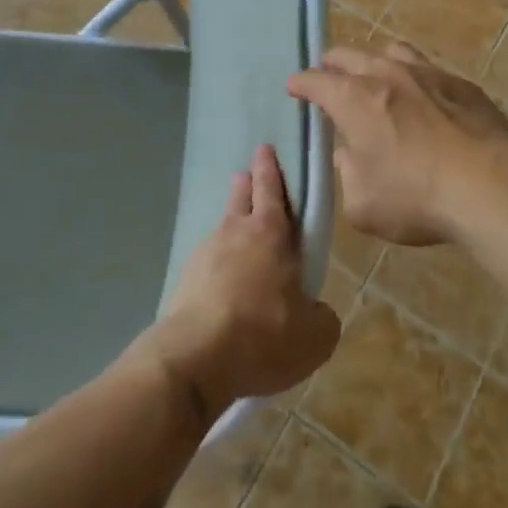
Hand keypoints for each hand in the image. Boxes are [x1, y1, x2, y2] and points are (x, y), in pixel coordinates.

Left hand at [147, 144, 341, 421]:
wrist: (194, 359)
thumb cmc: (264, 336)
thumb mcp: (315, 337)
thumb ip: (322, 317)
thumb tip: (315, 312)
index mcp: (270, 234)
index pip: (271, 190)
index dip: (270, 169)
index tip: (265, 148)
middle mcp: (235, 234)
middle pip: (241, 199)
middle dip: (246, 185)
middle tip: (246, 175)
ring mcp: (204, 256)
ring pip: (222, 230)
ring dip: (231, 225)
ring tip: (239, 234)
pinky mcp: (184, 282)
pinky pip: (207, 263)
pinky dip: (217, 266)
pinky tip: (223, 285)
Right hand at [288, 43, 507, 244]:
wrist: (492, 186)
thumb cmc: (416, 198)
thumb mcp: (362, 204)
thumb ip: (347, 173)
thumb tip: (349, 153)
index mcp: (354, 100)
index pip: (316, 81)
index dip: (301, 84)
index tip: (294, 87)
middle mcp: (386, 75)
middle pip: (350, 55)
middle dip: (333, 64)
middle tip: (328, 74)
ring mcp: (427, 74)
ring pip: (392, 51)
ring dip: (376, 62)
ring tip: (376, 77)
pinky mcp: (461, 84)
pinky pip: (429, 70)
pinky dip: (415, 79)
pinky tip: (424, 99)